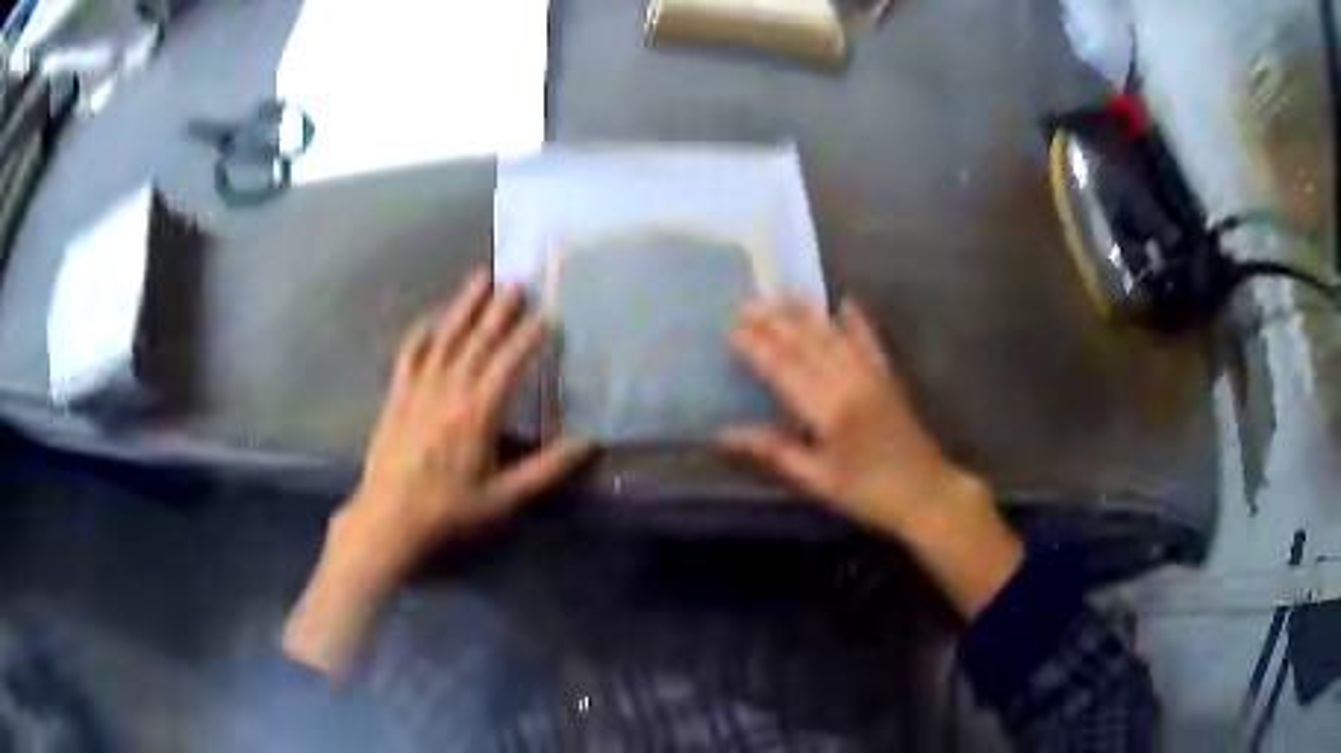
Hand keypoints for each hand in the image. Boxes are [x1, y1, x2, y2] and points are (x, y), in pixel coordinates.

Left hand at [341, 269, 591, 576]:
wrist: (390, 518)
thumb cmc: (450, 510)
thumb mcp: (505, 497)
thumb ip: (547, 468)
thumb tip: (590, 443)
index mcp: (479, 411)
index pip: (510, 362)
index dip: (530, 335)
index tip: (548, 311)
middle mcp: (450, 389)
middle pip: (479, 340)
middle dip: (500, 309)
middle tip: (517, 281)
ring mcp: (420, 388)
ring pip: (446, 337)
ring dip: (464, 306)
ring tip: (480, 278)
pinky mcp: (398, 394)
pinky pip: (410, 353)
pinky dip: (422, 332)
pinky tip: (432, 318)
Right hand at [723, 297, 1022, 617]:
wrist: (925, 493)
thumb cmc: (867, 492)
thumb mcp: (816, 480)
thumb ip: (774, 451)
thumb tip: (724, 434)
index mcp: (829, 411)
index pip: (785, 371)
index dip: (758, 349)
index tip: (732, 330)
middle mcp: (850, 382)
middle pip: (807, 345)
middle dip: (775, 322)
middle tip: (747, 303)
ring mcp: (872, 375)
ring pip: (834, 336)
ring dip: (807, 313)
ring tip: (782, 293)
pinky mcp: (889, 376)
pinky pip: (871, 341)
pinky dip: (857, 320)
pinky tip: (846, 300)